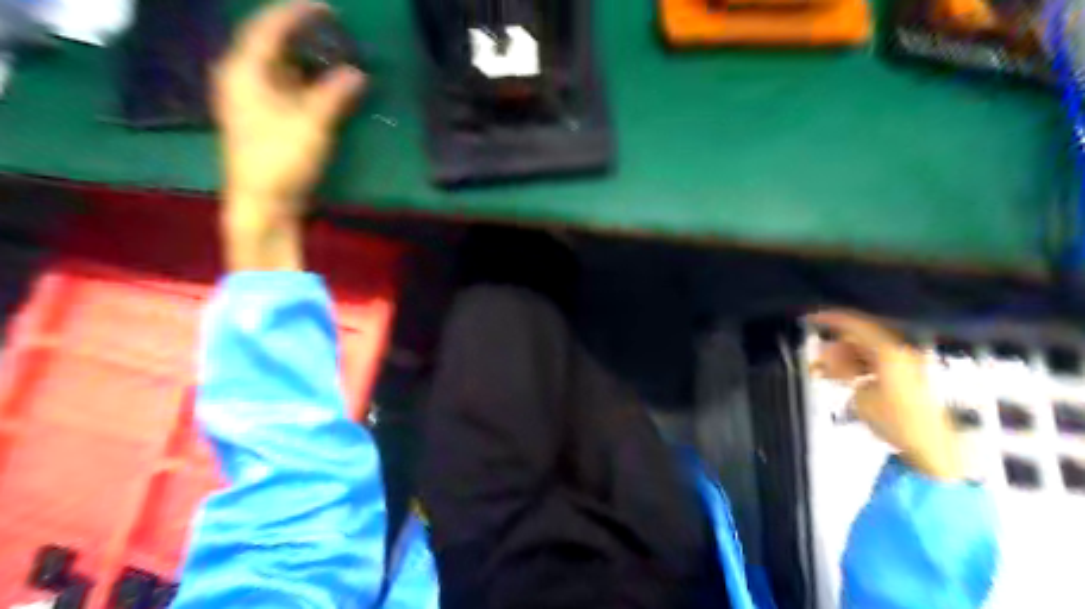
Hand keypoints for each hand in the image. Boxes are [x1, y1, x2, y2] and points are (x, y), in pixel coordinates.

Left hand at [213, 0, 369, 269]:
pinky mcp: (262, 120)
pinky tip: (327, 90)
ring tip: (338, 60)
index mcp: (244, 71)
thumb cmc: (280, 161)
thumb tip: (356, 73)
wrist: (262, 204)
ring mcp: (251, 101)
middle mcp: (242, 79)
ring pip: (281, 70)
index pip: (269, 28)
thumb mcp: (311, 125)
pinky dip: (307, 85)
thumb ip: (335, 95)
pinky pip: (285, 90)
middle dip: (306, 39)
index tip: (328, 8)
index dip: (297, 13)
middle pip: (273, 46)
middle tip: (338, 36)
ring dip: (309, 64)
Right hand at [805, 310, 965, 482]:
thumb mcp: (862, 397)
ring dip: (842, 359)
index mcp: (889, 352)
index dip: (831, 319)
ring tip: (820, 372)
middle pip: (859, 338)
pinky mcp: (905, 378)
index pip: (856, 325)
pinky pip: (873, 364)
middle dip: (834, 345)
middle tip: (814, 358)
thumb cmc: (898, 421)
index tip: (810, 319)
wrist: (935, 448)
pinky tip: (839, 379)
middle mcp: (898, 352)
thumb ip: (845, 372)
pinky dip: (855, 368)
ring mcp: (904, 365)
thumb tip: (833, 358)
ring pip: (864, 352)